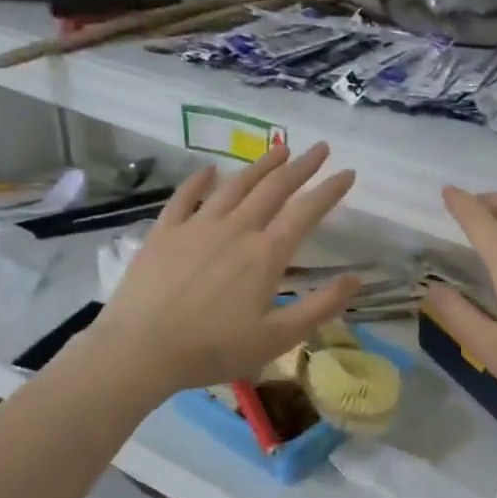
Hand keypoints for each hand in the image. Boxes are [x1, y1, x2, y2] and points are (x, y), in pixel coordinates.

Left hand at [81, 144, 358, 394]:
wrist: (140, 350)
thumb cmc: (214, 349)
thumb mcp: (278, 338)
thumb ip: (320, 307)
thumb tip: (355, 279)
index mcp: (266, 255)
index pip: (306, 212)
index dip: (330, 190)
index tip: (348, 172)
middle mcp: (235, 229)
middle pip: (273, 189)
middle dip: (301, 166)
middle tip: (319, 148)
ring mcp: (197, 227)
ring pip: (235, 185)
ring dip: (260, 165)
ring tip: (279, 148)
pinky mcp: (164, 233)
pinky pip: (185, 197)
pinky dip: (200, 180)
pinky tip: (210, 169)